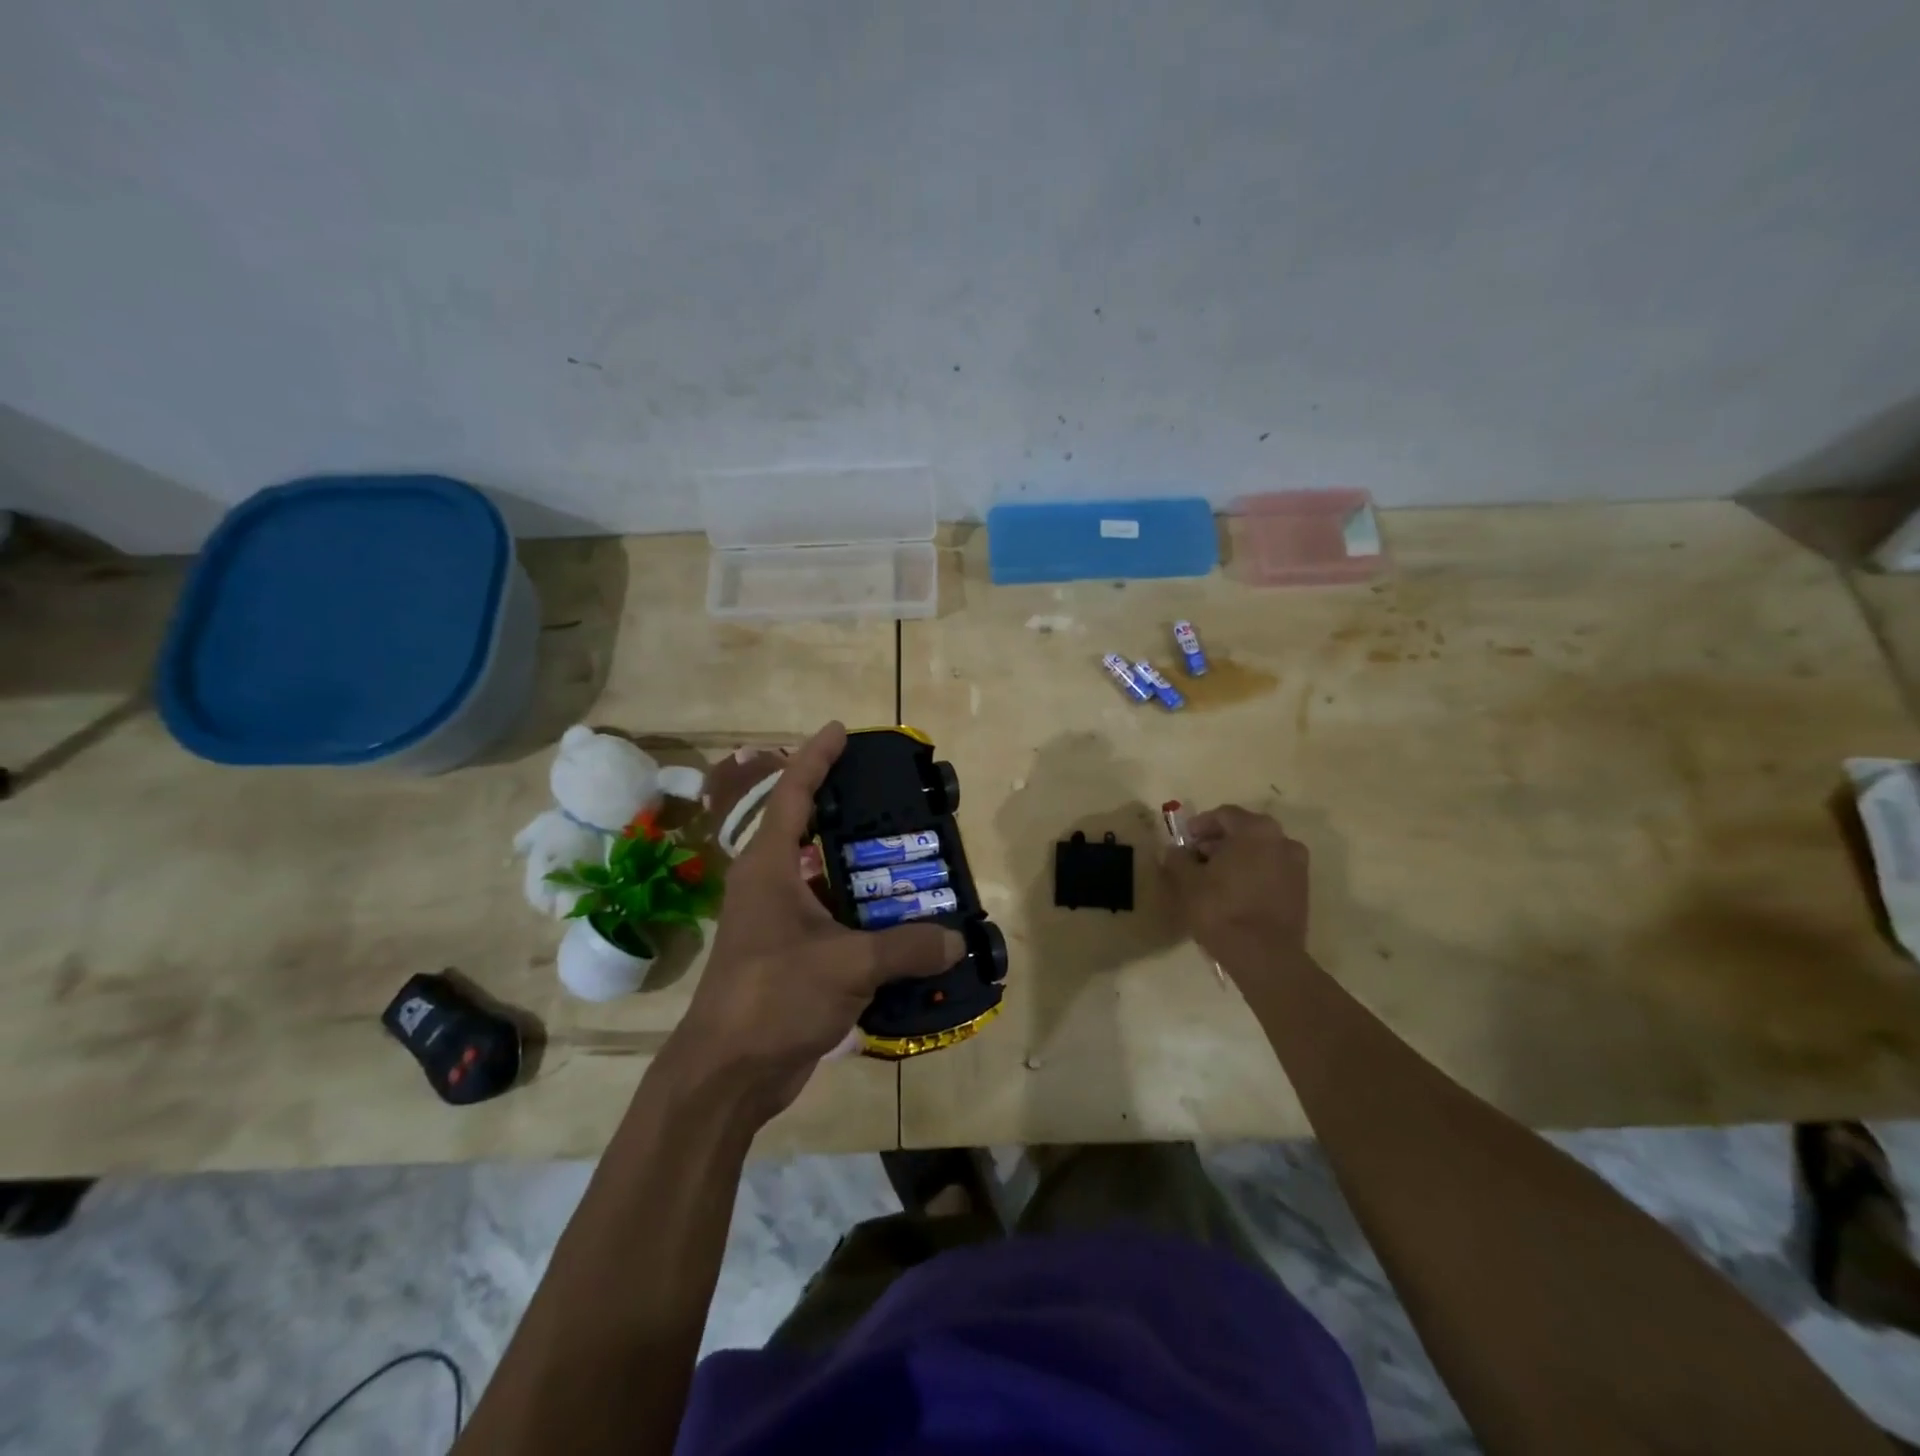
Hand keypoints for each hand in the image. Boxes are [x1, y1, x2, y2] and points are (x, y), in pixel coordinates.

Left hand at [664, 722, 962, 1122]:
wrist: (727, 1075)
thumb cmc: (773, 998)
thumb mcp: (847, 966)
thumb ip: (906, 947)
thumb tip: (957, 941)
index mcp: (769, 867)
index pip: (793, 793)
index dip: (816, 758)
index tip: (841, 730)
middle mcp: (771, 885)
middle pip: (809, 829)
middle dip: (849, 810)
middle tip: (895, 798)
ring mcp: (779, 922)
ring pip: (826, 878)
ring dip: (863, 868)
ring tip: (911, 857)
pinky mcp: (791, 956)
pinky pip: (835, 919)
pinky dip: (865, 914)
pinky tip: (903, 920)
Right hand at [1163, 805, 1310, 970]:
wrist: (1265, 957)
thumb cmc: (1222, 909)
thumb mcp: (1187, 882)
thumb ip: (1177, 859)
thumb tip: (1173, 851)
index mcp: (1255, 829)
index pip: (1224, 815)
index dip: (1200, 825)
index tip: (1185, 841)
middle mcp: (1283, 840)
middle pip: (1244, 831)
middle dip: (1218, 842)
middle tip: (1196, 859)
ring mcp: (1297, 866)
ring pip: (1260, 852)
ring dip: (1237, 859)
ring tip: (1214, 880)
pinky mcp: (1302, 891)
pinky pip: (1272, 872)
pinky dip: (1253, 875)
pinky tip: (1235, 894)